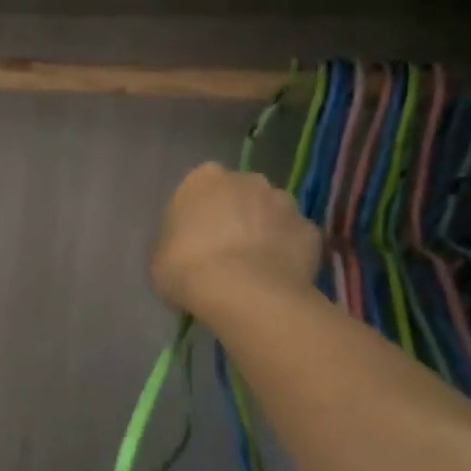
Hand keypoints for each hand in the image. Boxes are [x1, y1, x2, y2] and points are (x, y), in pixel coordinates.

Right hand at [150, 162, 321, 315]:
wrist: (243, 292)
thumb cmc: (187, 267)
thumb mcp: (159, 255)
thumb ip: (175, 240)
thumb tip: (186, 244)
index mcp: (202, 179)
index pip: (199, 187)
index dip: (196, 213)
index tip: (192, 237)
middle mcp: (247, 180)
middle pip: (240, 194)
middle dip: (235, 215)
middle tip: (222, 250)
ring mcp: (284, 202)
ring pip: (271, 213)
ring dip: (263, 230)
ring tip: (252, 266)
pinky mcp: (311, 230)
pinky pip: (294, 238)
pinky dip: (286, 252)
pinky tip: (275, 276)